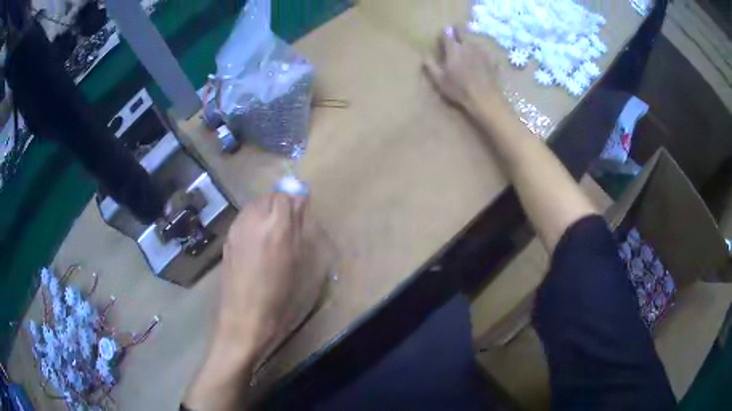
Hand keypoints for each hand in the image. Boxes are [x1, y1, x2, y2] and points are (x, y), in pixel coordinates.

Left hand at [185, 193, 326, 409]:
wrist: (245, 317)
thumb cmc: (280, 296)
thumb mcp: (297, 262)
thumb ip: (298, 228)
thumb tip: (300, 204)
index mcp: (276, 226)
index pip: (284, 195)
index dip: (294, 200)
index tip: (301, 211)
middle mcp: (253, 220)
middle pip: (267, 197)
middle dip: (279, 204)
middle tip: (288, 223)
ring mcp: (236, 228)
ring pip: (253, 206)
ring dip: (265, 211)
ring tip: (272, 232)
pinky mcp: (227, 239)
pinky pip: (243, 219)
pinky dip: (253, 221)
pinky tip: (257, 241)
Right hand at [423, 26, 509, 123]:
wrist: (486, 99)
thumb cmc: (460, 90)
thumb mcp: (440, 80)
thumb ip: (431, 65)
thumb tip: (423, 54)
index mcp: (454, 49)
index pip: (448, 34)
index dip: (445, 32)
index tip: (443, 32)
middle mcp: (468, 46)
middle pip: (463, 33)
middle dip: (458, 31)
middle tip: (455, 31)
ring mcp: (482, 52)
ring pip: (474, 40)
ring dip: (470, 39)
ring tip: (467, 42)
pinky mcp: (492, 60)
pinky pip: (485, 50)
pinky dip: (482, 50)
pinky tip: (482, 55)